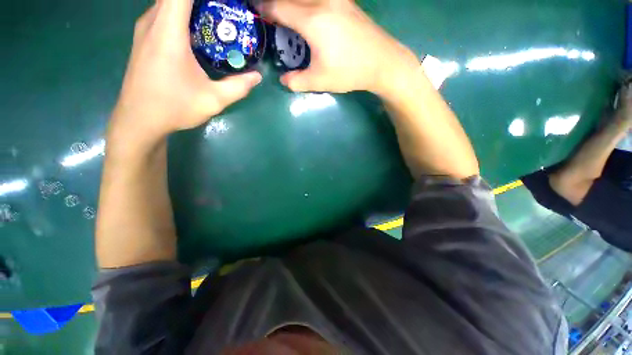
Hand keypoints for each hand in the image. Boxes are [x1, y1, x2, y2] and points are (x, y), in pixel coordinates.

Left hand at [112, 0, 261, 139]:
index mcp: (169, 33)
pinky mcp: (144, 38)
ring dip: (191, 7)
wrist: (139, 119)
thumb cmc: (174, 108)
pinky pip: (164, 13)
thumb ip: (238, 86)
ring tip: (216, 20)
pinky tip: (198, 32)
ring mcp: (145, 29)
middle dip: (203, 4)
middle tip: (226, 13)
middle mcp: (153, 22)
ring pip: (169, 3)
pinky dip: (182, 14)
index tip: (225, 4)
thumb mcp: (213, 100)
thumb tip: (257, 76)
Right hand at [256, 0, 419, 93]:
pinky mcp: (346, 1)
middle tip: (271, 17)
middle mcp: (322, 1)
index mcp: (312, 19)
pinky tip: (308, 15)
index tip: (257, 16)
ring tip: (288, 19)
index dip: (263, 10)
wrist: (382, 62)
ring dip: (292, 4)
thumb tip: (283, 80)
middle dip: (276, 5)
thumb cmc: (350, 72)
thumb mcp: (320, 81)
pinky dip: (307, 4)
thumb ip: (297, 82)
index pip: (277, 6)